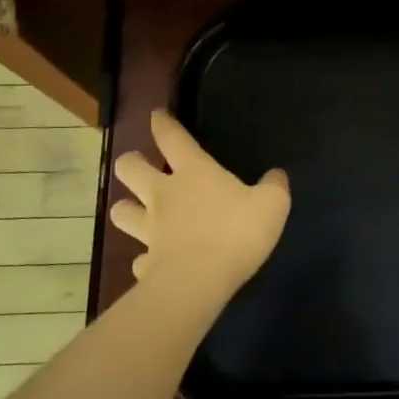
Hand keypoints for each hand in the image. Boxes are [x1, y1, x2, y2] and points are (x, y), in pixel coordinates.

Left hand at [109, 110, 290, 304]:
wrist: (198, 282)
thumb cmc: (236, 232)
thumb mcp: (272, 204)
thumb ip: (274, 186)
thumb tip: (277, 174)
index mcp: (194, 172)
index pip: (172, 138)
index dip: (162, 124)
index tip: (156, 116)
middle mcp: (163, 195)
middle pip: (130, 169)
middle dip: (131, 163)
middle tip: (137, 164)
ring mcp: (150, 230)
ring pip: (122, 212)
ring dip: (126, 209)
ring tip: (133, 210)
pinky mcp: (147, 264)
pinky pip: (139, 258)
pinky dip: (144, 258)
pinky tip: (152, 262)